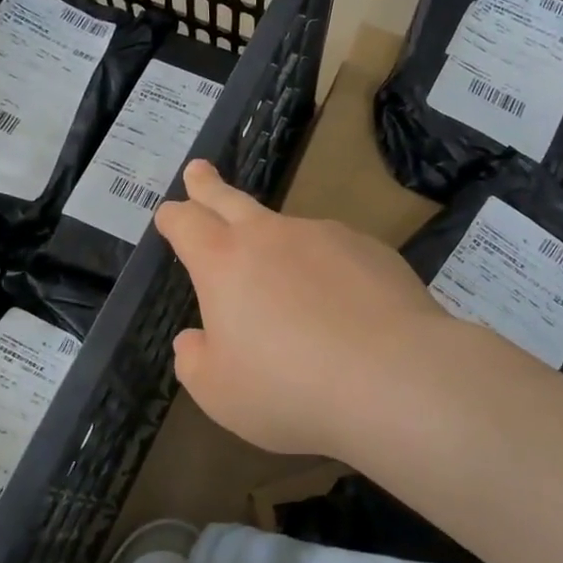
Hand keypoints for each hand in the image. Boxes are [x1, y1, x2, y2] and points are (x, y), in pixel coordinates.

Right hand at [154, 159, 455, 457]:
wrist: (393, 376)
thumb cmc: (290, 388)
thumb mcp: (221, 393)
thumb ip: (196, 361)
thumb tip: (193, 339)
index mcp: (224, 262)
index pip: (187, 224)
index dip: (173, 217)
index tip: (169, 213)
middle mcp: (273, 236)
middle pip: (231, 200)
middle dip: (209, 185)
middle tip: (199, 169)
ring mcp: (326, 235)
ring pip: (290, 230)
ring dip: (277, 243)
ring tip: (289, 286)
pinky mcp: (372, 249)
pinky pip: (337, 254)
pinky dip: (328, 270)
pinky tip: (343, 306)